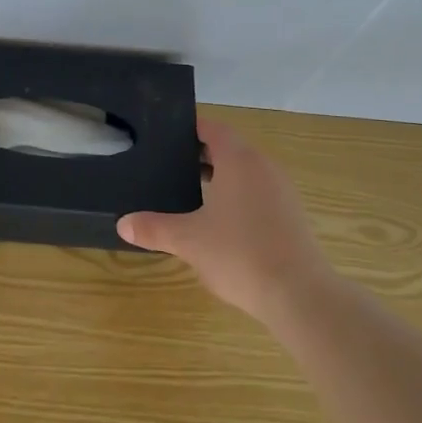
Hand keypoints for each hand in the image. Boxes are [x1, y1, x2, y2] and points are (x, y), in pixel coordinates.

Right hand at [117, 117, 330, 320]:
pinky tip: (220, 222)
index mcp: (239, 160)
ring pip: (246, 172)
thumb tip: (122, 223)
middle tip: (169, 166)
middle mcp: (264, 167)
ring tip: (190, 193)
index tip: (166, 136)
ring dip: (221, 177)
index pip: (213, 129)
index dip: (191, 128)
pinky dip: (238, 197)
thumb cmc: (239, 254)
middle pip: (230, 148)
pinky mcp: (292, 216)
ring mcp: (282, 191)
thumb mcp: (188, 241)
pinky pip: (259, 193)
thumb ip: (154, 228)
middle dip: (201, 155)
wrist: (299, 294)